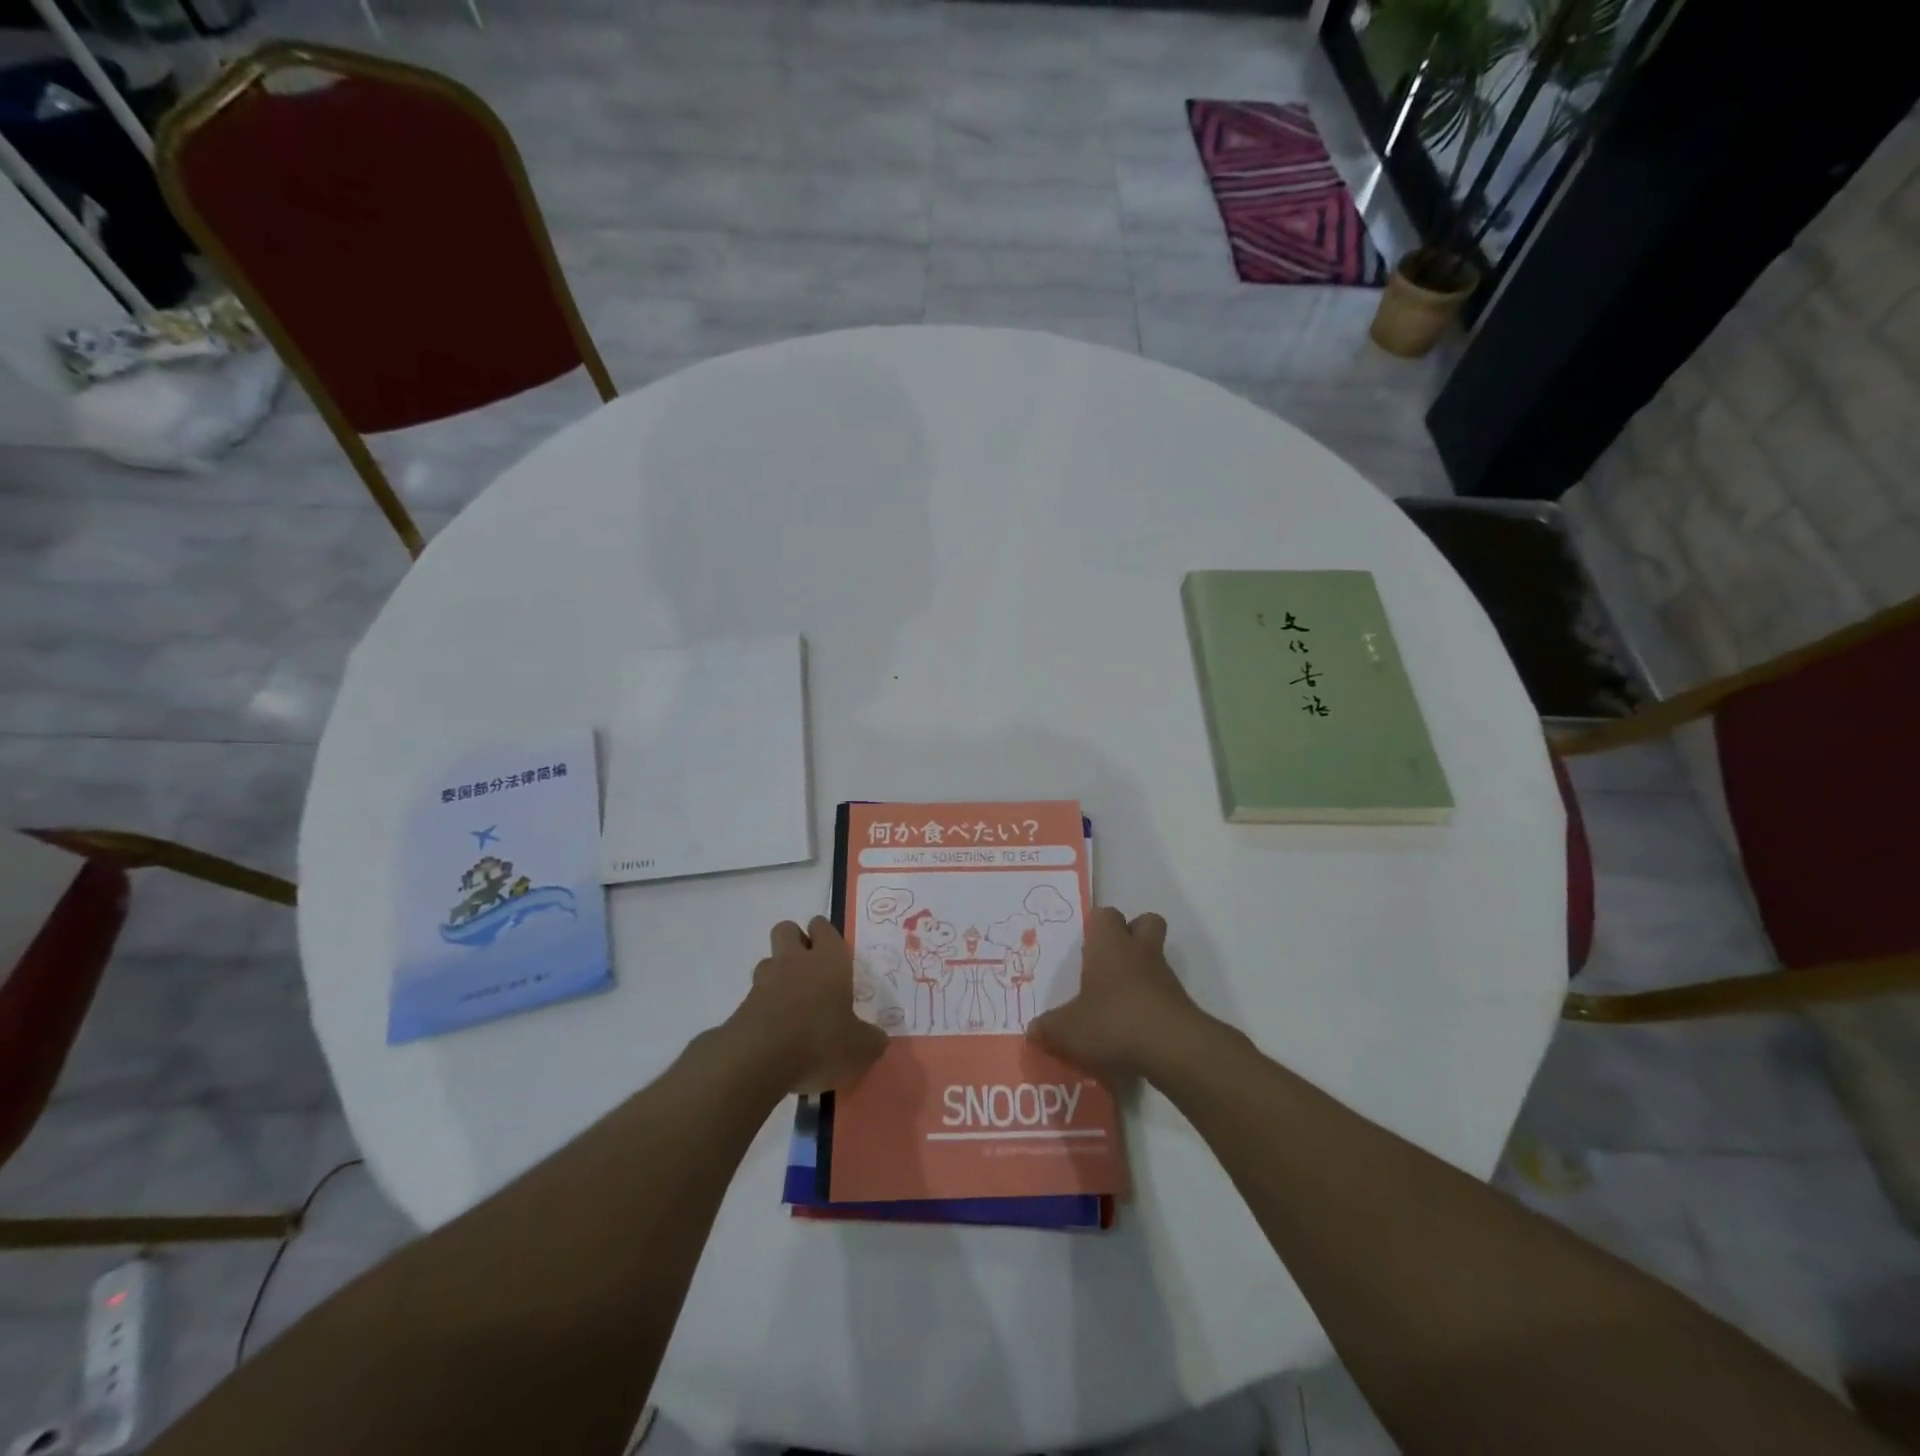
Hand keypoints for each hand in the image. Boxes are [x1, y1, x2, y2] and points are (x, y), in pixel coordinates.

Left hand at [728, 919, 888, 1093]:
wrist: (760, 1059)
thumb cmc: (820, 1041)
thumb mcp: (860, 1048)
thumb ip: (871, 1039)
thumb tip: (878, 1039)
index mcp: (829, 959)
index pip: (823, 926)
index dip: (826, 936)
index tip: (833, 955)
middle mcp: (795, 960)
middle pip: (787, 929)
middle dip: (795, 942)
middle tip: (810, 969)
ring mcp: (765, 980)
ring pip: (769, 960)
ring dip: (778, 974)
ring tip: (792, 1003)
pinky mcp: (743, 1004)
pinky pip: (756, 995)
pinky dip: (765, 1006)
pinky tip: (777, 1031)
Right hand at [1027, 908, 1213, 1082]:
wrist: (1172, 1049)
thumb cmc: (1113, 1022)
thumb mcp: (1068, 1030)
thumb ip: (1049, 1027)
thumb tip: (1032, 1030)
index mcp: (1109, 944)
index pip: (1105, 915)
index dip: (1096, 926)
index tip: (1085, 946)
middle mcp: (1139, 951)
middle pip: (1144, 922)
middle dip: (1131, 935)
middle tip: (1109, 961)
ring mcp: (1165, 976)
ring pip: (1156, 957)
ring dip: (1141, 972)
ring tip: (1117, 1002)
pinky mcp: (1180, 1003)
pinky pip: (1164, 992)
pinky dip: (1151, 1002)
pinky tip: (1134, 1029)